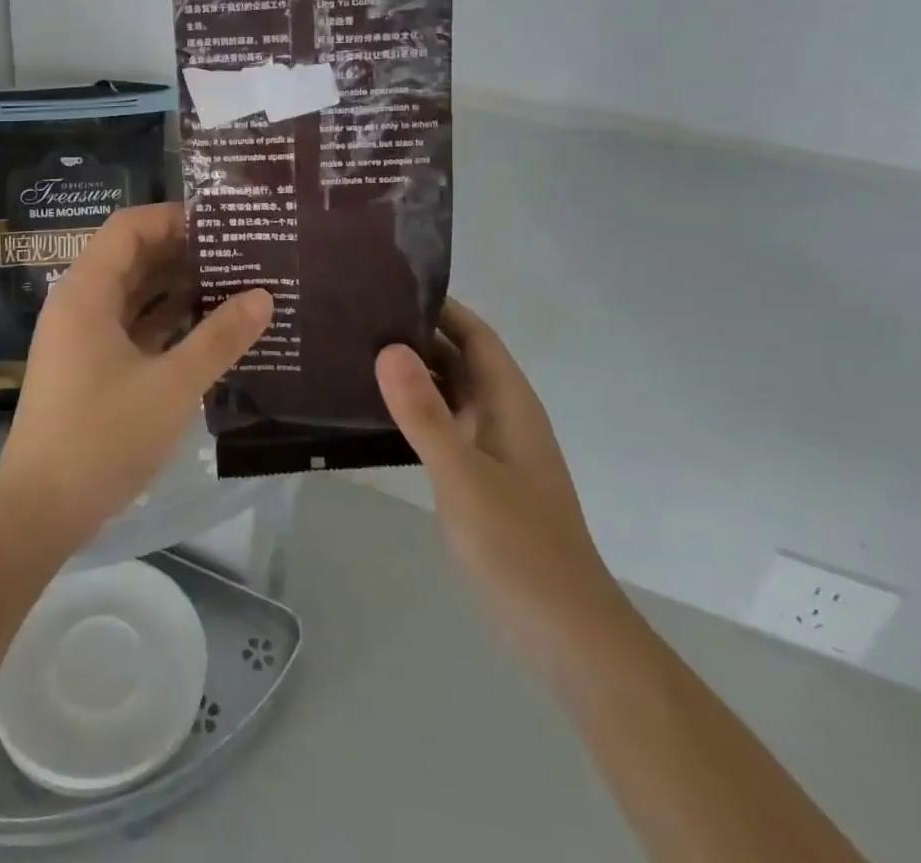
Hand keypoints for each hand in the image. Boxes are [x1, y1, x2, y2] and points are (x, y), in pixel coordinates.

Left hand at [0, 203, 272, 554]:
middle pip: (132, 258)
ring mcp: (82, 339)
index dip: (173, 218)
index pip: (129, 228)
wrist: (40, 511)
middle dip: (183, 253)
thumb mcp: (172, 385)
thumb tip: (263, 296)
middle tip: (240, 254)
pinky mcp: (89, 368)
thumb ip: (219, 338)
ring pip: (133, 295)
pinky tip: (207, 330)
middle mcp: (80, 305)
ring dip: (177, 289)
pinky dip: (165, 323)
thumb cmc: (103, 437)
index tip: (222, 225)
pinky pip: (131, 328)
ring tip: (234, 286)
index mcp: (87, 292)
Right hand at [376, 300, 625, 664]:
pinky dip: (414, 412)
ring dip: (412, 374)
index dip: (440, 306)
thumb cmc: (518, 547)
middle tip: (356, 317)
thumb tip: (388, 348)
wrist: (565, 634)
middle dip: (416, 335)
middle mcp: (503, 416)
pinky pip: (443, 427)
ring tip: (355, 355)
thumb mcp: (463, 475)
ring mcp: (492, 449)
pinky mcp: (480, 479)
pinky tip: (375, 414)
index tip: (388, 286)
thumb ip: (424, 413)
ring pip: (449, 394)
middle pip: (459, 359)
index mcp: (510, 403)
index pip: (475, 335)